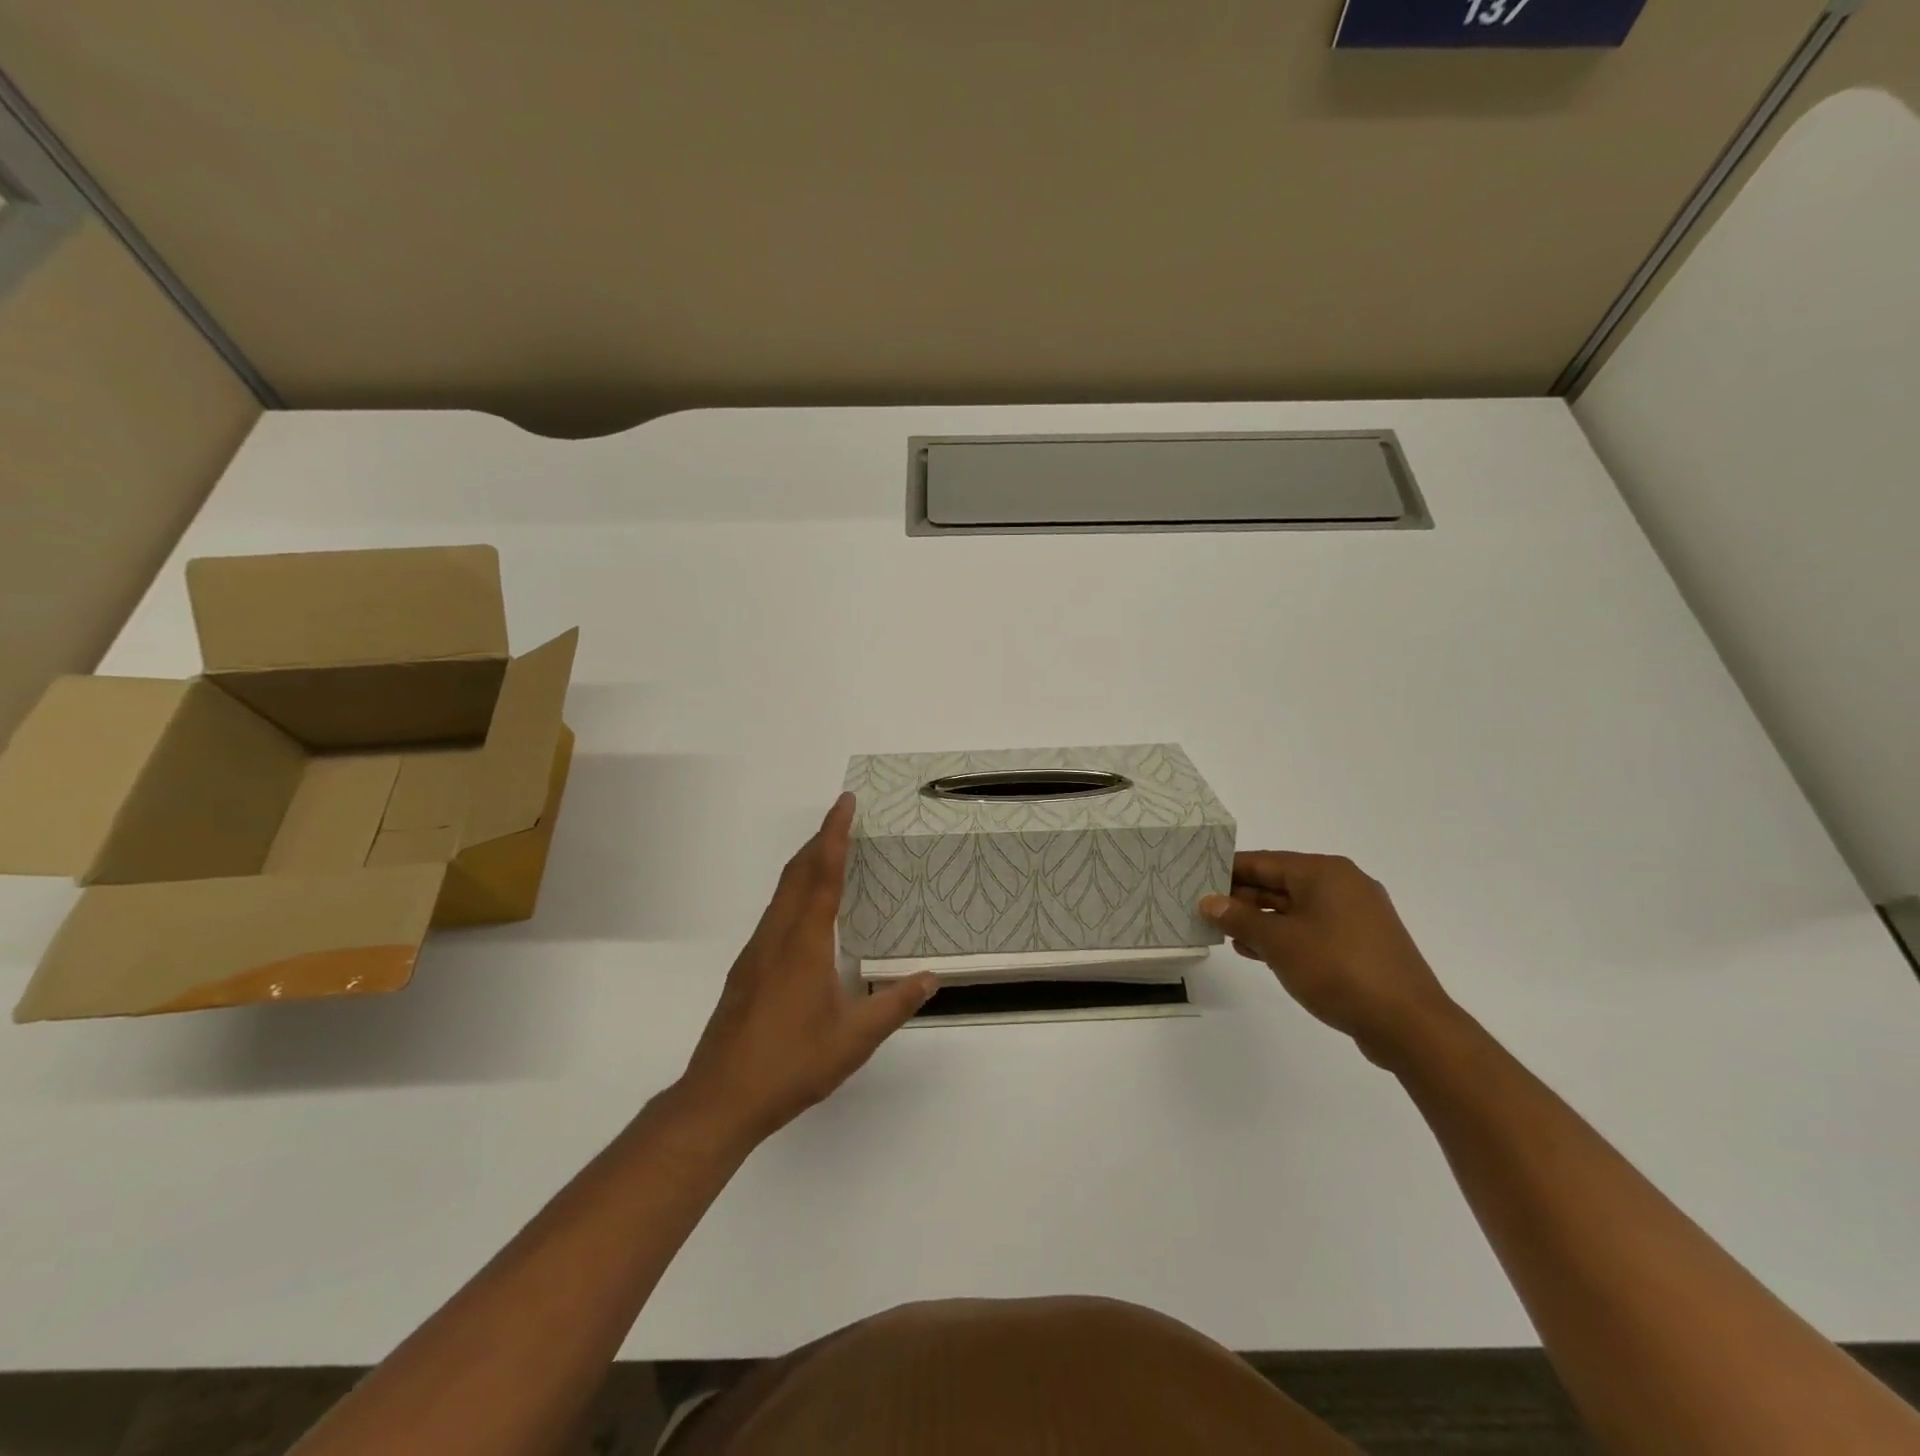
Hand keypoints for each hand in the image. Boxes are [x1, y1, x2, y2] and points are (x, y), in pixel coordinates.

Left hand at [677, 794, 935, 1143]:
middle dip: (819, 840)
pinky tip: (805, 914)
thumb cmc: (792, 1064)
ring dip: (804, 865)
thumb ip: (895, 1004)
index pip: (822, 875)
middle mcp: (776, 937)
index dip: (834, 835)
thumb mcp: (855, 1038)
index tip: (844, 803)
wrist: (720, 1098)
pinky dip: (793, 892)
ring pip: (780, 893)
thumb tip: (931, 978)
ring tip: (828, 854)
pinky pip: (773, 914)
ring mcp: (755, 953)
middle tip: (842, 817)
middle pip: (796, 874)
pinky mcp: (745, 971)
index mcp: (804, 943)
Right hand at [1200, 851, 1456, 1064]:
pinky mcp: (1363, 943)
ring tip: (1225, 935)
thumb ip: (1239, 918)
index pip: (1264, 861)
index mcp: (1324, 872)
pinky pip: (1314, 928)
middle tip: (1204, 910)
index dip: (1228, 871)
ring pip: (1296, 908)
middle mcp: (1343, 884)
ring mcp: (1357, 914)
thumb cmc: (1338, 969)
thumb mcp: (1278, 942)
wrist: (1409, 1024)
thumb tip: (1210, 901)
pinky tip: (1259, 951)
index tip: (1196, 880)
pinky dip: (1286, 936)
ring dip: (1261, 920)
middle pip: (1280, 882)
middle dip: (1242, 898)